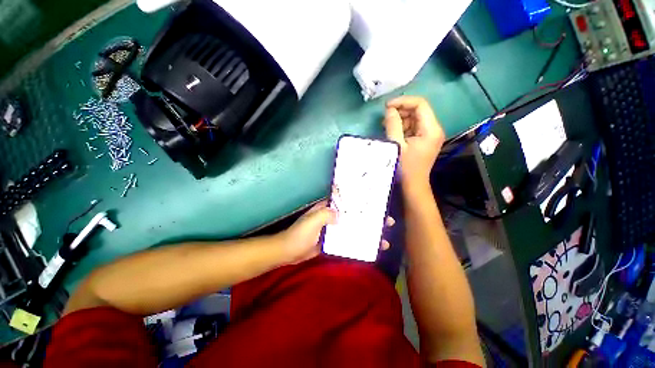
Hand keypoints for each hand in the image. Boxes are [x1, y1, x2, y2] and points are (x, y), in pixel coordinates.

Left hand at [279, 201, 395, 264]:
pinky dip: (358, 243)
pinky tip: (369, 248)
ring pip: (354, 229)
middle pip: (355, 216)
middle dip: (370, 219)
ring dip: (367, 233)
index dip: (362, 203)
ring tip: (384, 240)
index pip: (348, 202)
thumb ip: (326, 215)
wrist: (289, 252)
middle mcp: (333, 217)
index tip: (377, 205)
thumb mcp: (312, 221)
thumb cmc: (299, 234)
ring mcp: (334, 230)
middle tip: (388, 223)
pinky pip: (348, 241)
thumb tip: (341, 215)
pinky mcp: (333, 242)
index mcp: (328, 208)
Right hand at [383, 96, 444, 184]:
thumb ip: (393, 125)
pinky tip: (393, 132)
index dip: (403, 101)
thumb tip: (389, 110)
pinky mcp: (424, 139)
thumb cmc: (405, 167)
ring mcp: (430, 134)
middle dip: (401, 110)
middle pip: (418, 110)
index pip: (420, 104)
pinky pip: (413, 127)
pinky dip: (403, 126)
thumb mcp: (397, 145)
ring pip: (415, 118)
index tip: (387, 106)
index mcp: (431, 129)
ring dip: (400, 119)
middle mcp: (434, 129)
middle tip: (385, 118)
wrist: (413, 185)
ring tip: (387, 126)